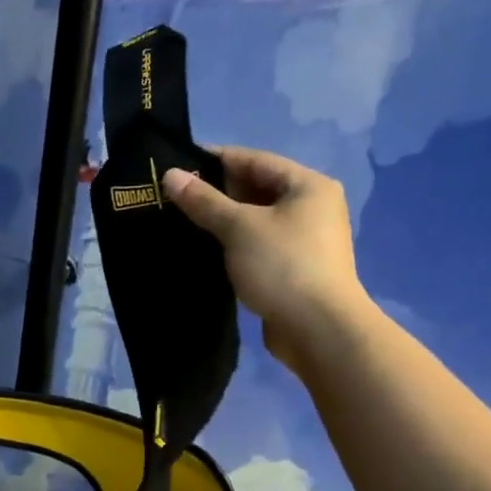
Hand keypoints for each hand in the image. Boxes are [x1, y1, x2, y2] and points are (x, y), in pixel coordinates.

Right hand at [162, 147, 370, 370]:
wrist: (319, 331)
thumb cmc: (282, 266)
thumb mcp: (238, 227)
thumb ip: (204, 200)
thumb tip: (170, 175)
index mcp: (308, 185)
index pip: (254, 160)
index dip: (215, 159)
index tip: (178, 162)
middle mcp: (313, 207)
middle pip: (257, 189)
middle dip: (217, 192)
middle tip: (174, 195)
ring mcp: (306, 241)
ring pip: (256, 220)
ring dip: (224, 220)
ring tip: (182, 220)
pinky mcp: (296, 269)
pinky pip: (259, 245)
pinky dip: (235, 244)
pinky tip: (205, 249)